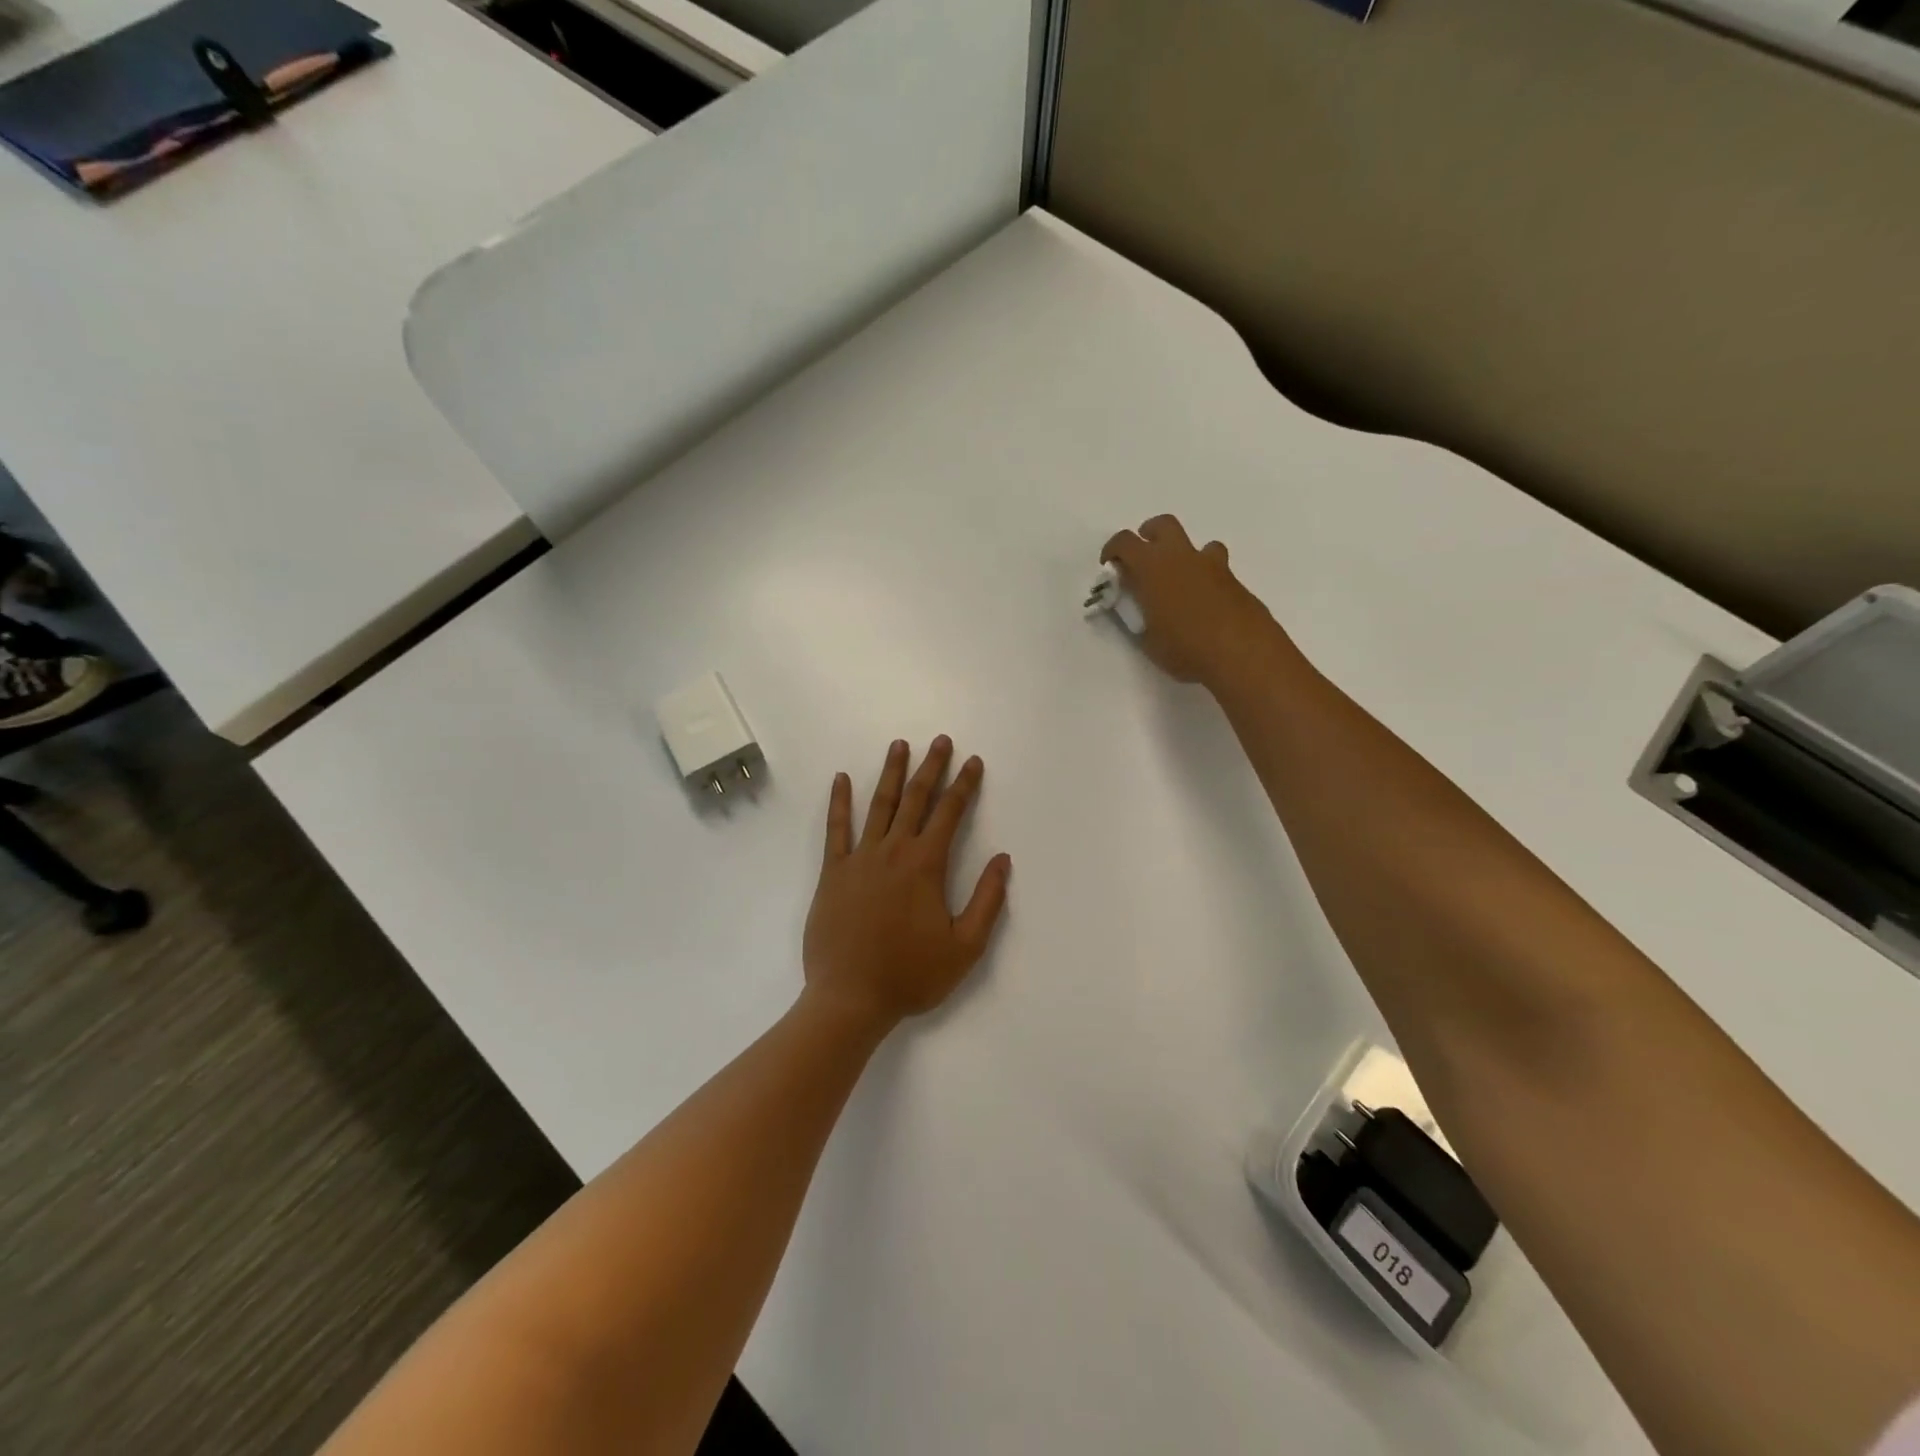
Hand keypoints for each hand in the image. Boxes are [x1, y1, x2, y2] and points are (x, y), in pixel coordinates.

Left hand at [802, 737, 1011, 1033]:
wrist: (850, 998)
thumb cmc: (911, 975)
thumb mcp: (965, 947)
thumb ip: (988, 900)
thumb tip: (1003, 860)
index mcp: (926, 865)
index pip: (950, 813)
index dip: (965, 785)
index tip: (973, 762)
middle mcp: (893, 851)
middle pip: (915, 798)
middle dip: (931, 767)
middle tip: (941, 741)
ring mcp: (859, 858)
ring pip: (878, 805)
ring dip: (891, 773)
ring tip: (899, 745)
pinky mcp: (832, 872)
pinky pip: (836, 829)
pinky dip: (839, 802)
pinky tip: (841, 779)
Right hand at [1101, 514, 1280, 684]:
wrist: (1243, 653)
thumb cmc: (1186, 648)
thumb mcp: (1149, 640)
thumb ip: (1140, 618)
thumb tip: (1138, 610)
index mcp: (1153, 568)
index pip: (1125, 542)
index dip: (1113, 550)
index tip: (1110, 566)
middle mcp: (1182, 557)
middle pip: (1163, 525)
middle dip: (1150, 535)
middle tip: (1144, 558)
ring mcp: (1212, 566)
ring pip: (1197, 544)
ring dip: (1184, 555)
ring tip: (1179, 581)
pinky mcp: (1234, 581)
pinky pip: (1216, 567)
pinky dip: (1205, 577)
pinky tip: (1204, 603)